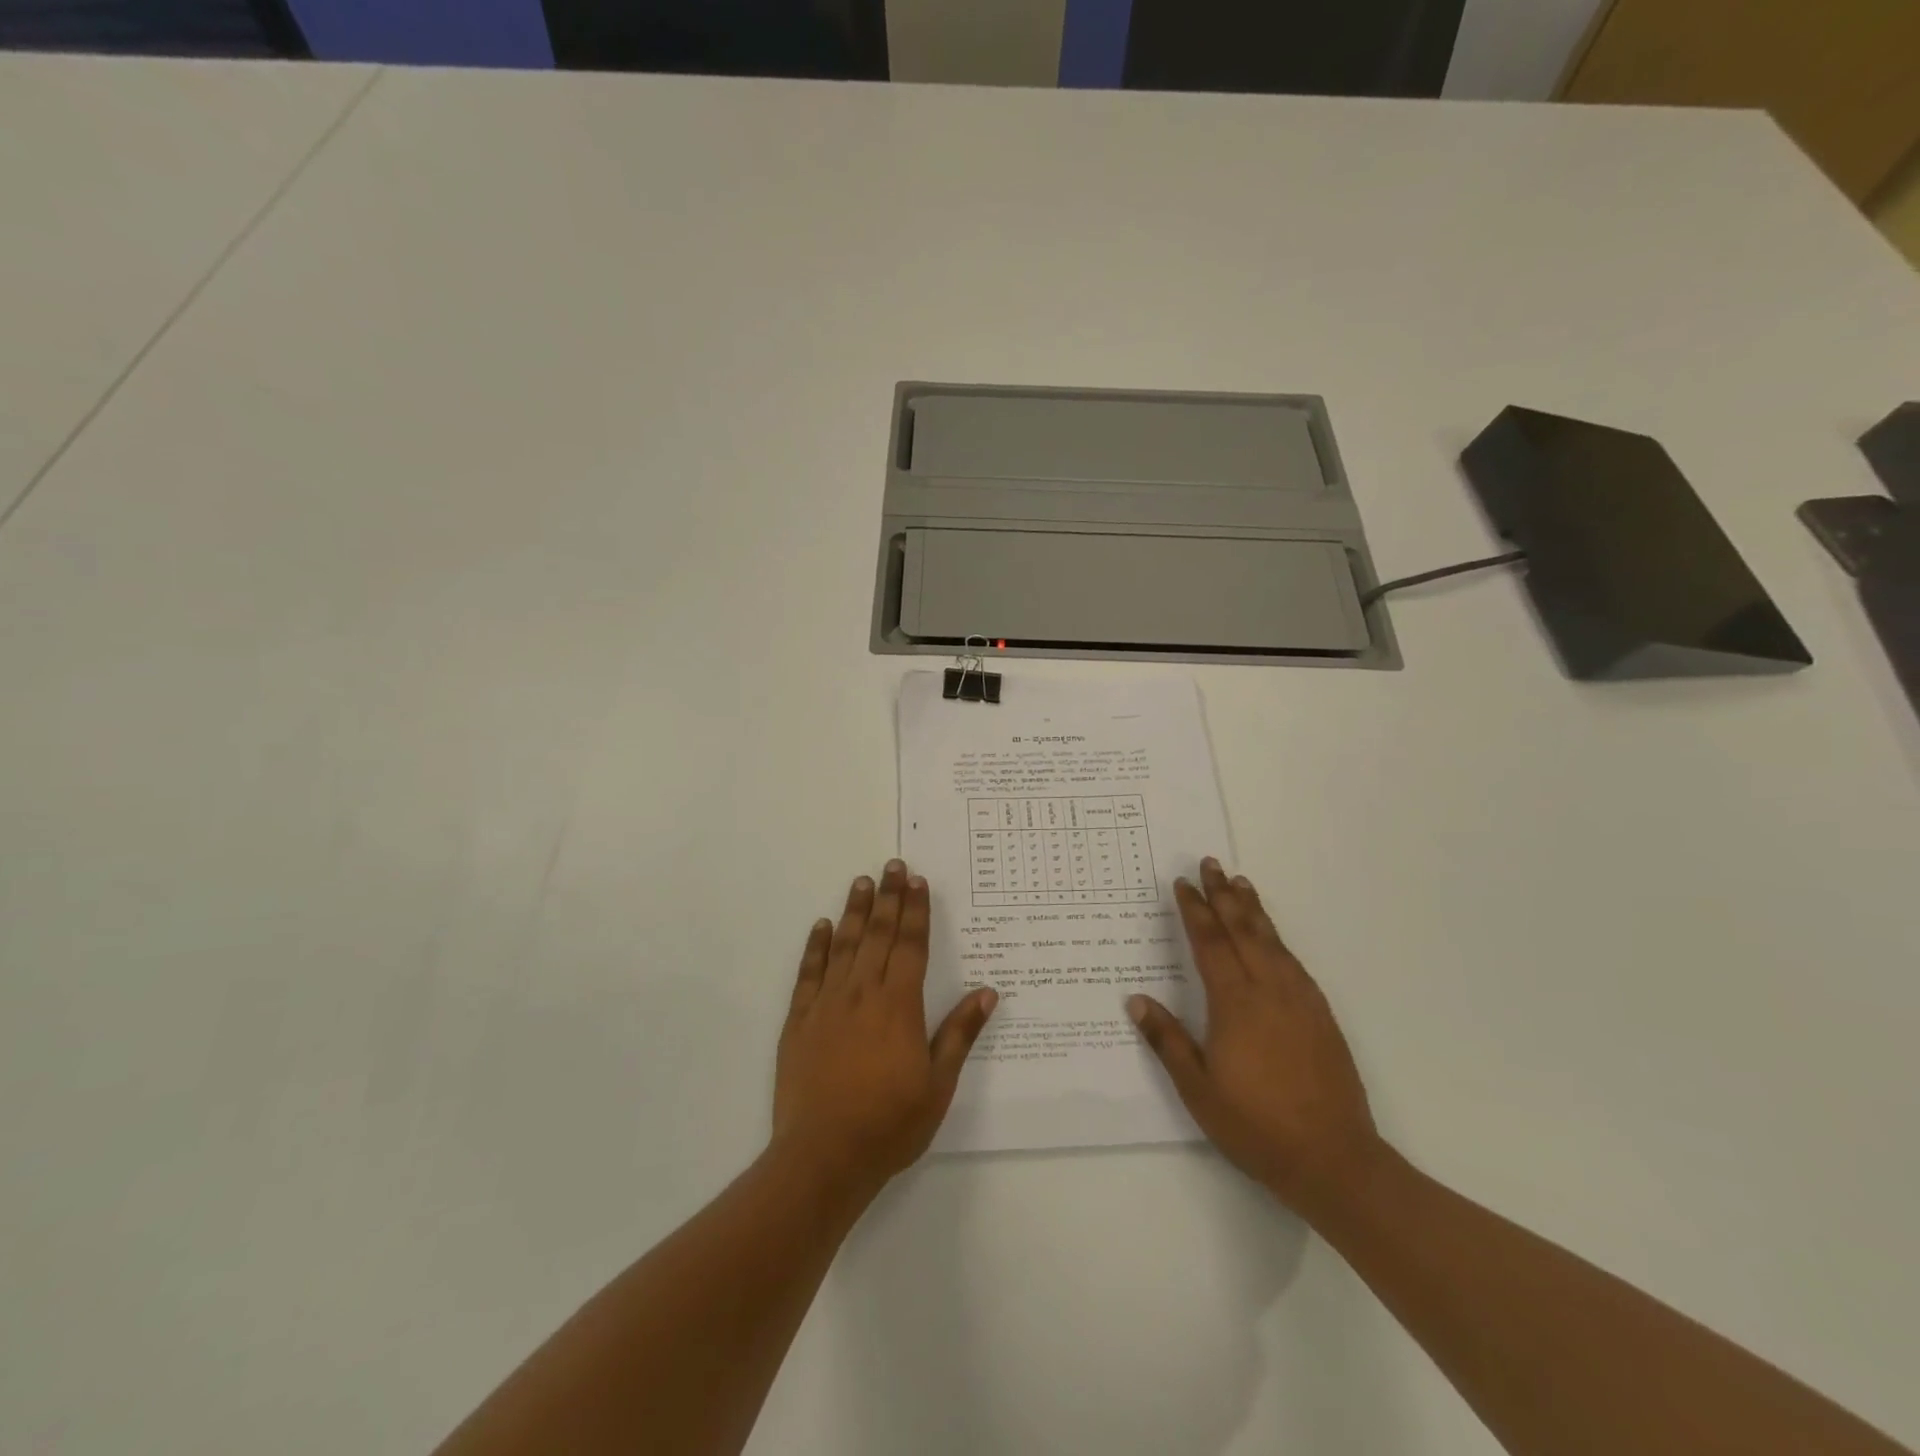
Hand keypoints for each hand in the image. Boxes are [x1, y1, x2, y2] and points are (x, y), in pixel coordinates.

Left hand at [773, 860, 998, 1196]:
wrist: (823, 1157)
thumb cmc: (889, 1124)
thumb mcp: (938, 1084)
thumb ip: (959, 1034)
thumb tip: (988, 992)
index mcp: (899, 1005)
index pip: (910, 945)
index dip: (915, 911)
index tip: (917, 881)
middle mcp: (863, 993)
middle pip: (878, 935)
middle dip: (888, 898)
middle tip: (892, 866)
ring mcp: (827, 1005)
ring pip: (844, 946)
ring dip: (855, 912)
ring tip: (861, 882)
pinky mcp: (799, 1021)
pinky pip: (808, 974)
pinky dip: (816, 947)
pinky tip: (822, 926)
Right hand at [1128, 858, 1381, 1213]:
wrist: (1334, 1160)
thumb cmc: (1256, 1125)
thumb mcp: (1198, 1089)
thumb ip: (1166, 1039)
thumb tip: (1136, 999)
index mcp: (1235, 1003)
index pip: (1210, 943)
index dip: (1194, 911)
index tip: (1182, 883)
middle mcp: (1269, 990)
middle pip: (1242, 929)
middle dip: (1223, 895)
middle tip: (1210, 864)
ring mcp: (1300, 1000)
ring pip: (1272, 940)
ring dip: (1253, 909)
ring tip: (1240, 882)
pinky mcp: (1320, 1014)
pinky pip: (1294, 961)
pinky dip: (1278, 938)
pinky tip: (1272, 936)